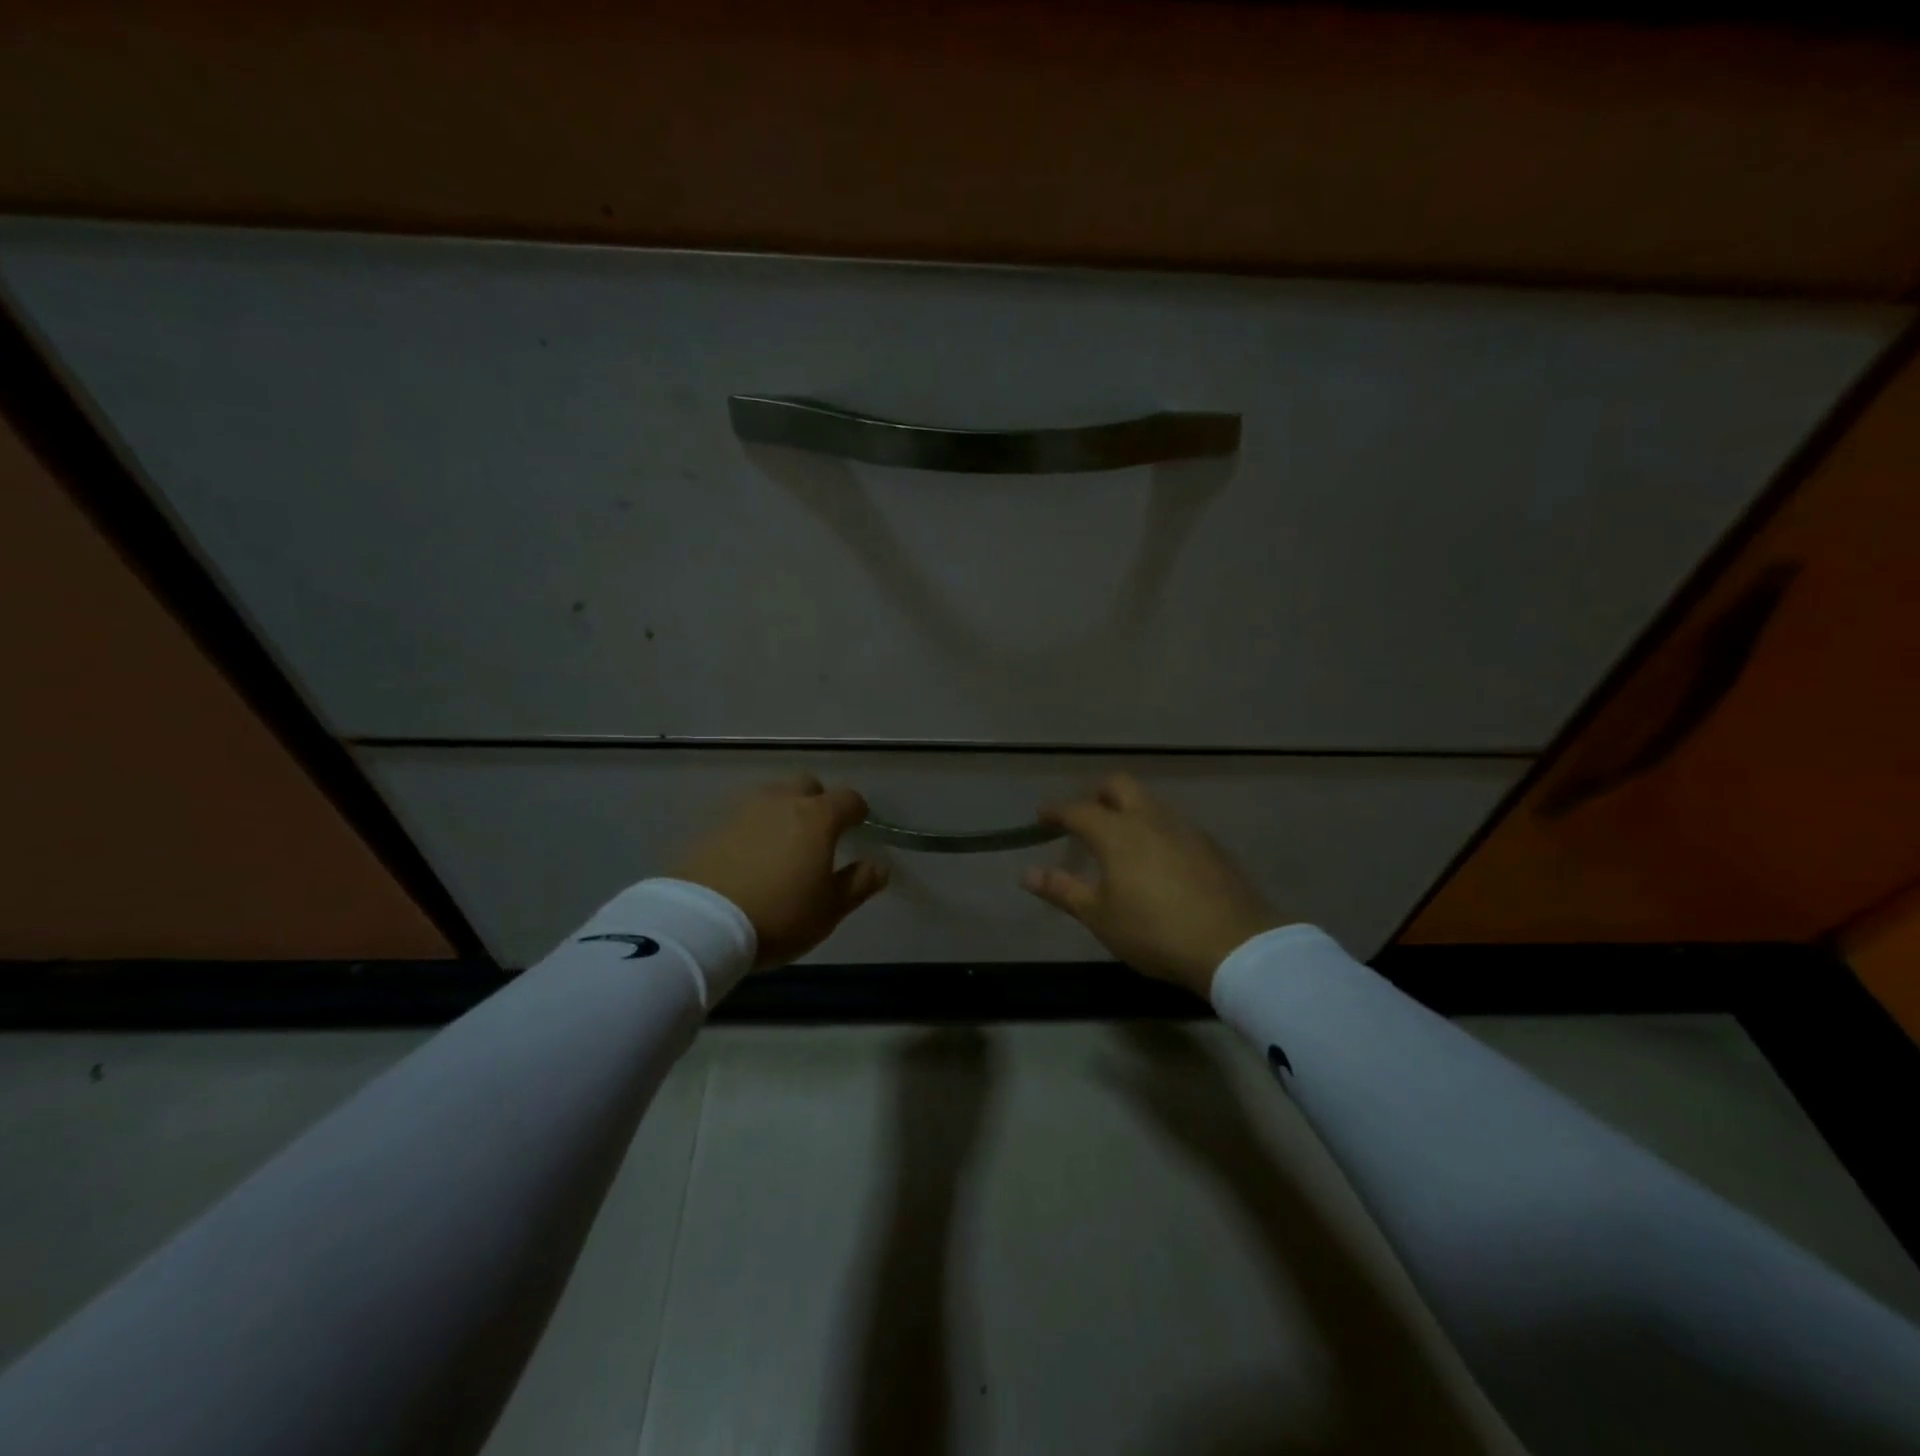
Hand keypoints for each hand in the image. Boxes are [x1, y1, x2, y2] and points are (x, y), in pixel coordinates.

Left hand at [671, 774, 889, 969]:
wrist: (700, 922)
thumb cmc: (778, 915)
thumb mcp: (828, 910)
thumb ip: (858, 884)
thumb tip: (880, 866)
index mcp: (818, 818)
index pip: (848, 798)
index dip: (857, 810)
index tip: (858, 826)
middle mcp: (782, 802)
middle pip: (807, 785)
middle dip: (818, 801)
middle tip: (818, 832)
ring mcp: (743, 810)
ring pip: (772, 796)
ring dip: (783, 810)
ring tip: (782, 842)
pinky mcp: (713, 826)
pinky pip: (743, 816)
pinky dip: (753, 827)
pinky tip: (750, 854)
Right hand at [1022, 774, 1285, 997]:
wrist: (1234, 945)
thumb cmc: (1154, 931)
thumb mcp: (1100, 916)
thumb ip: (1063, 890)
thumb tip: (1027, 873)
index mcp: (1116, 832)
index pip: (1077, 809)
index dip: (1056, 811)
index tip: (1042, 817)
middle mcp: (1150, 818)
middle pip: (1119, 785)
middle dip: (1096, 794)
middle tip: (1085, 818)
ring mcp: (1184, 828)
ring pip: (1149, 802)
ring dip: (1129, 810)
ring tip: (1121, 840)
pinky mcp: (1210, 845)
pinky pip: (1173, 823)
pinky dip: (1156, 829)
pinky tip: (1158, 859)